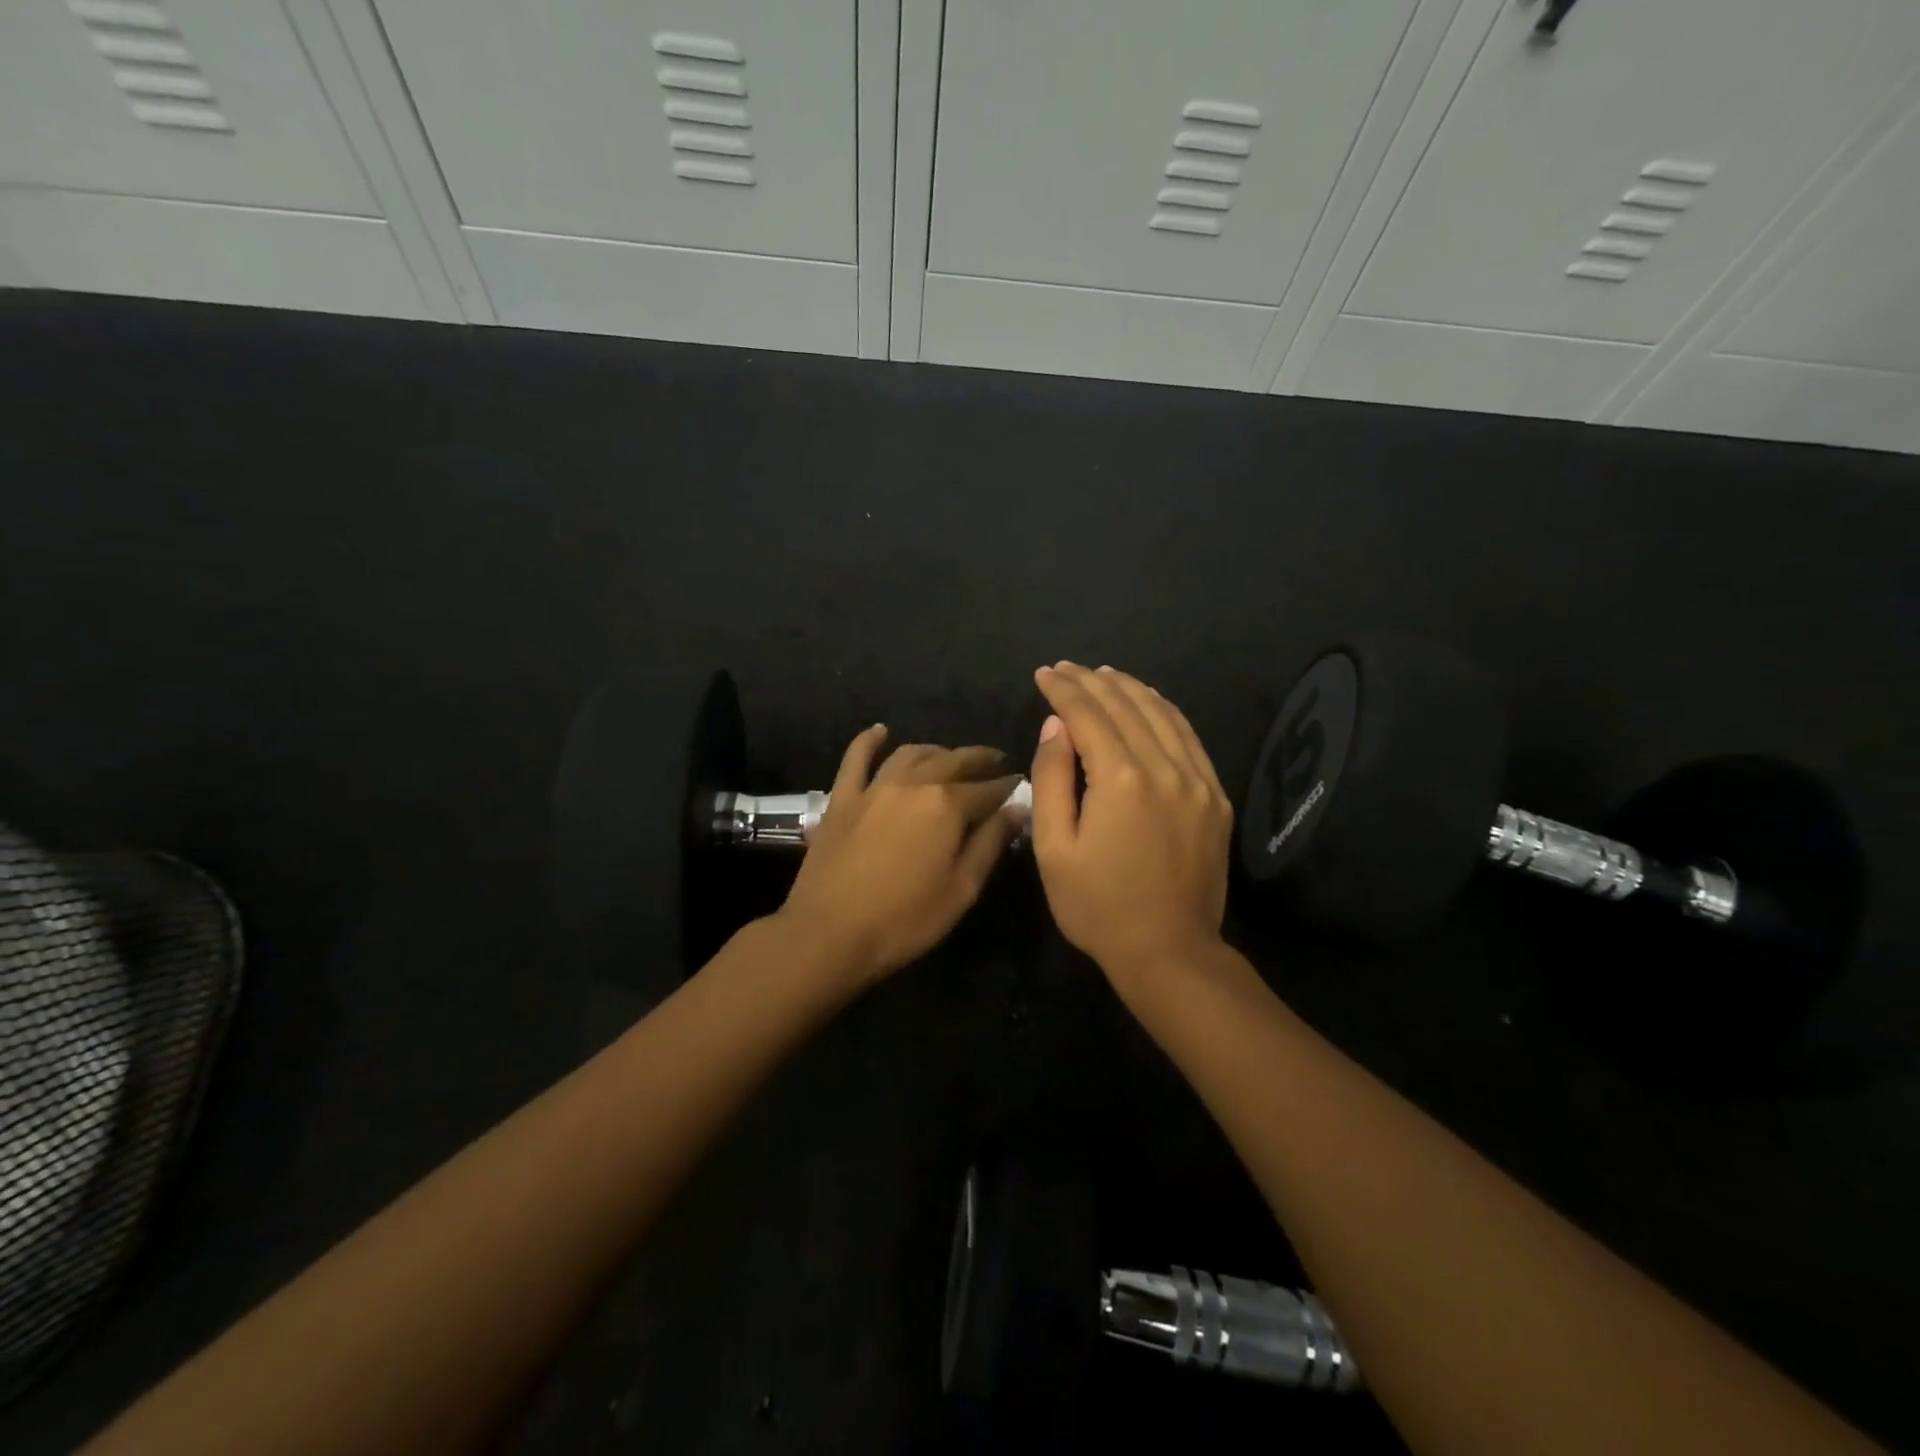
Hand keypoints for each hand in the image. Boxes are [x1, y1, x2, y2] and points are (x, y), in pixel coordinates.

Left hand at [779, 726, 1020, 986]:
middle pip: (953, 761)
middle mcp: (913, 783)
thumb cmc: (905, 919)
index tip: (1019, 785)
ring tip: (950, 757)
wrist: (830, 933)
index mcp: (947, 805)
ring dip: (936, 751)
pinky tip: (880, 732)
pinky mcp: (842, 798)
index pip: (987, 789)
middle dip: (979, 760)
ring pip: (911, 754)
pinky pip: (856, 758)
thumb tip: (1017, 808)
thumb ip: (991, 843)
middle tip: (995, 762)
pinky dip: (870, 741)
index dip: (1006, 787)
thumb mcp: (962, 888)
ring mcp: (874, 787)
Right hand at [1030, 663, 1232, 980]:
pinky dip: (1164, 711)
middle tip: (1065, 668)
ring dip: (1129, 688)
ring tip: (1101, 674)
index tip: (1043, 674)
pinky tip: (1148, 702)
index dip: (1063, 690)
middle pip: (1125, 706)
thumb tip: (1057, 726)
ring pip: (1161, 713)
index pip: (1087, 715)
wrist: (1169, 951)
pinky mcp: (1215, 796)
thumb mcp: (1054, 849)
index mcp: (1121, 780)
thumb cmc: (1098, 906)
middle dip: (1091, 681)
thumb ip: (1052, 779)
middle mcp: (1164, 768)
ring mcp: (1197, 780)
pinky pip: (1189, 737)